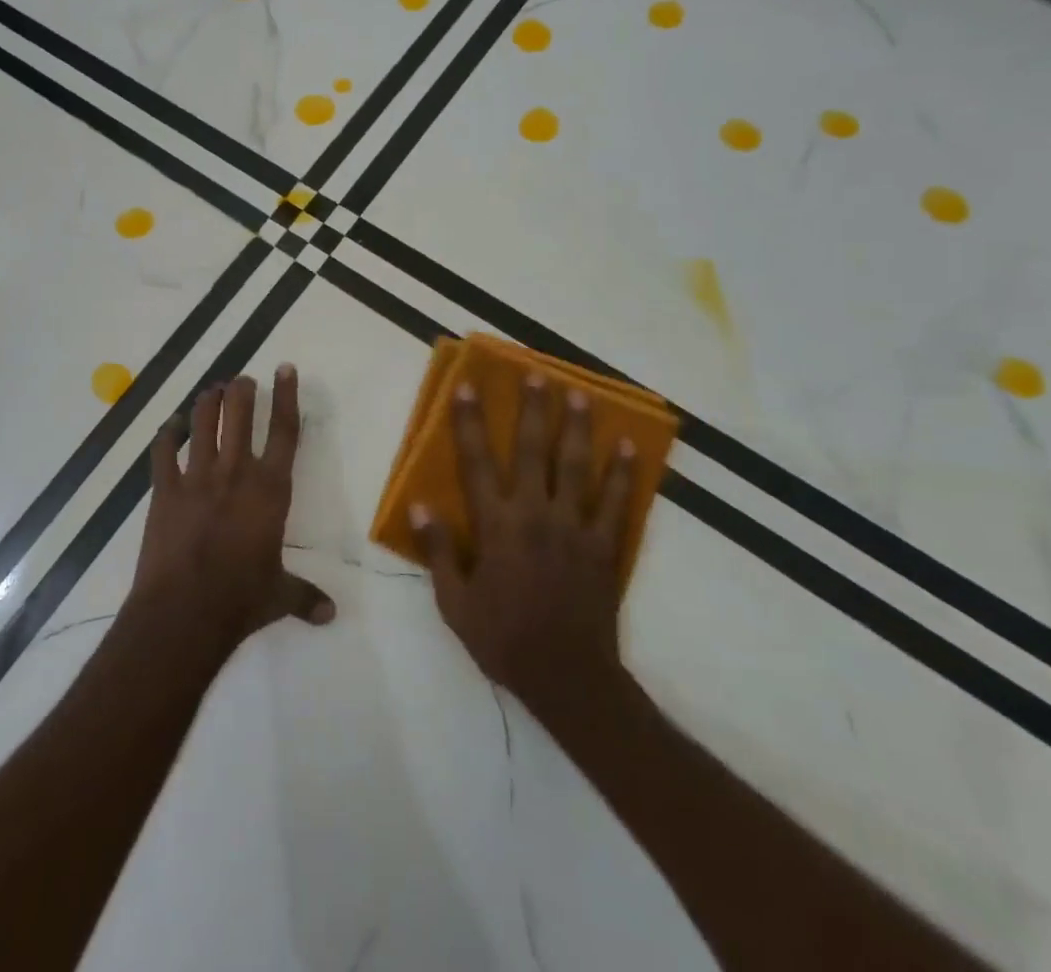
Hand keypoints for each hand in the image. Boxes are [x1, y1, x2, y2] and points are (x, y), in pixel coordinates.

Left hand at [131, 366, 335, 655]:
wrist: (185, 611)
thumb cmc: (241, 599)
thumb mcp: (279, 596)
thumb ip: (305, 596)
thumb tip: (332, 614)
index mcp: (270, 489)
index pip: (284, 430)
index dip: (286, 396)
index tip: (284, 368)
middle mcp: (235, 472)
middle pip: (240, 414)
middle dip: (242, 391)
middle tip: (242, 380)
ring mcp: (197, 477)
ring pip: (202, 423)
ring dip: (207, 402)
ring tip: (212, 390)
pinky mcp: (164, 490)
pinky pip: (163, 451)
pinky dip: (166, 435)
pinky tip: (170, 426)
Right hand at [412, 374, 634, 718]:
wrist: (568, 678)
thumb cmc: (503, 639)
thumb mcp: (455, 603)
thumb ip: (438, 552)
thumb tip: (421, 507)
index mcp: (496, 525)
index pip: (477, 462)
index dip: (469, 422)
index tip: (467, 387)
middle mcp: (535, 514)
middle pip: (534, 451)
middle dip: (533, 409)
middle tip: (537, 373)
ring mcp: (574, 527)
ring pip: (576, 466)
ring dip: (578, 427)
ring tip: (581, 394)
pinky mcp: (603, 546)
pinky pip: (616, 502)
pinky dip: (622, 473)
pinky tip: (628, 447)